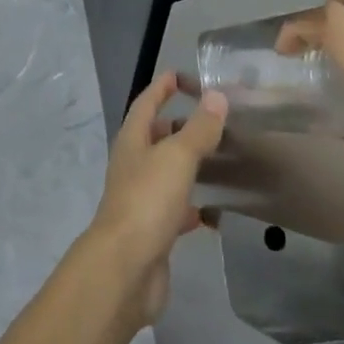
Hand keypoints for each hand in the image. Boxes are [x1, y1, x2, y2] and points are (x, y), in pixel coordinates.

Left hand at [86, 72, 227, 326]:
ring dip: (186, 164)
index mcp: (132, 141)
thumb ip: (198, 129)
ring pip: (165, 172)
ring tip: (217, 159)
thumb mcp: (177, 157)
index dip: (162, 88)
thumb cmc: (147, 201)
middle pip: (154, 137)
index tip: (180, 75)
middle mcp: (133, 165)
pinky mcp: (153, 231)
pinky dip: (192, 205)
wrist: (125, 269)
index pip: (146, 103)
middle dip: (176, 125)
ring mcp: (141, 199)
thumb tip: (216, 96)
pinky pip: (175, 210)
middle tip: (209, 119)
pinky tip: (213, 211)